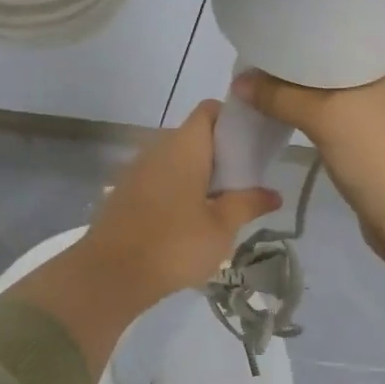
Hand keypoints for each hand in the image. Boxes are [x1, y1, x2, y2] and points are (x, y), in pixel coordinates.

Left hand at [7, 102, 281, 379]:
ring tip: (219, 205)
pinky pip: (158, 179)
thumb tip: (273, 193)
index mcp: (184, 146)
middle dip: (219, 154)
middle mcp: (157, 148)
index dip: (232, 119)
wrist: (111, 273)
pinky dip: (176, 190)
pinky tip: (187, 220)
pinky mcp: (124, 192)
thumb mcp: (221, 227)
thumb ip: (248, 204)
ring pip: (175, 160)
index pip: (210, 111)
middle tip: (243, 182)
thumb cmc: (175, 244)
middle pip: (194, 136)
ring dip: (198, 175)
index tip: (251, 146)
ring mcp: (136, 169)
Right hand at [233, 27, 384, 283]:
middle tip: (275, 42)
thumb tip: (240, 81)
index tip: (290, 9)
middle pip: (361, 44)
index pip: (374, 10)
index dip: (330, 8)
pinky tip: (298, 104)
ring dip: (321, 80)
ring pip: (359, 78)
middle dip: (317, 47)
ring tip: (277, 71)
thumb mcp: (330, 118)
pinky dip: (332, 104)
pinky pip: (362, 106)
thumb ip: (281, 95)